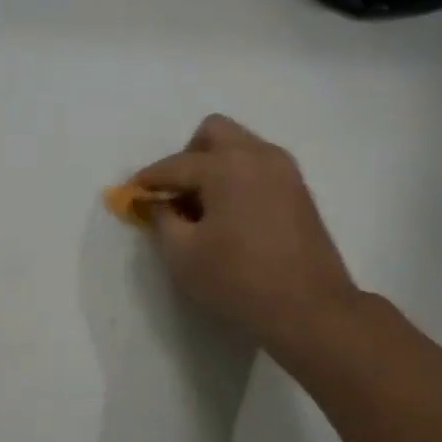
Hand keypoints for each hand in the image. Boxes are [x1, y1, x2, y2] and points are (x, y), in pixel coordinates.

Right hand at [135, 115, 360, 360]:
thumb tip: (155, 201)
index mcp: (226, 165)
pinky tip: (231, 214)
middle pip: (214, 132)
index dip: (148, 180)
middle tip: (177, 193)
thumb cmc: (238, 280)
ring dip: (216, 165)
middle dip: (188, 156)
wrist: (310, 309)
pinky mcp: (299, 190)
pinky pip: (259, 166)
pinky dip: (239, 177)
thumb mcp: (183, 255)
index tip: (131, 194)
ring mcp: (285, 170)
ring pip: (241, 146)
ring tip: (204, 206)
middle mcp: (258, 155)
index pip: (175, 165)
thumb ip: (161, 219)